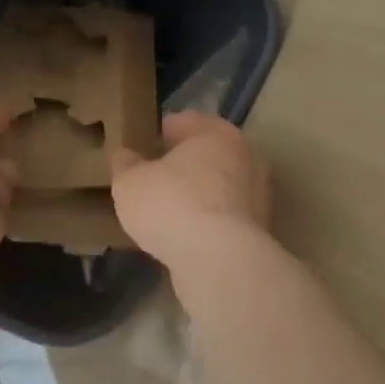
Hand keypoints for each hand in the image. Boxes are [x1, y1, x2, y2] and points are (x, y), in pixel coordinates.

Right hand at [110, 111, 270, 270]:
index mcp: (217, 133)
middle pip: (208, 153)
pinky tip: (186, 235)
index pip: (185, 121)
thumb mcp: (130, 182)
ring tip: (168, 210)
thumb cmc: (172, 205)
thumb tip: (125, 155)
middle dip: (184, 163)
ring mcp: (258, 196)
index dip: (161, 131)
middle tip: (155, 176)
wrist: (220, 262)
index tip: (143, 145)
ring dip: (199, 194)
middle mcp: (246, 157)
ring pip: (220, 186)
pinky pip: (225, 217)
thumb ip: (126, 164)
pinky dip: (208, 221)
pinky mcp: (260, 231)